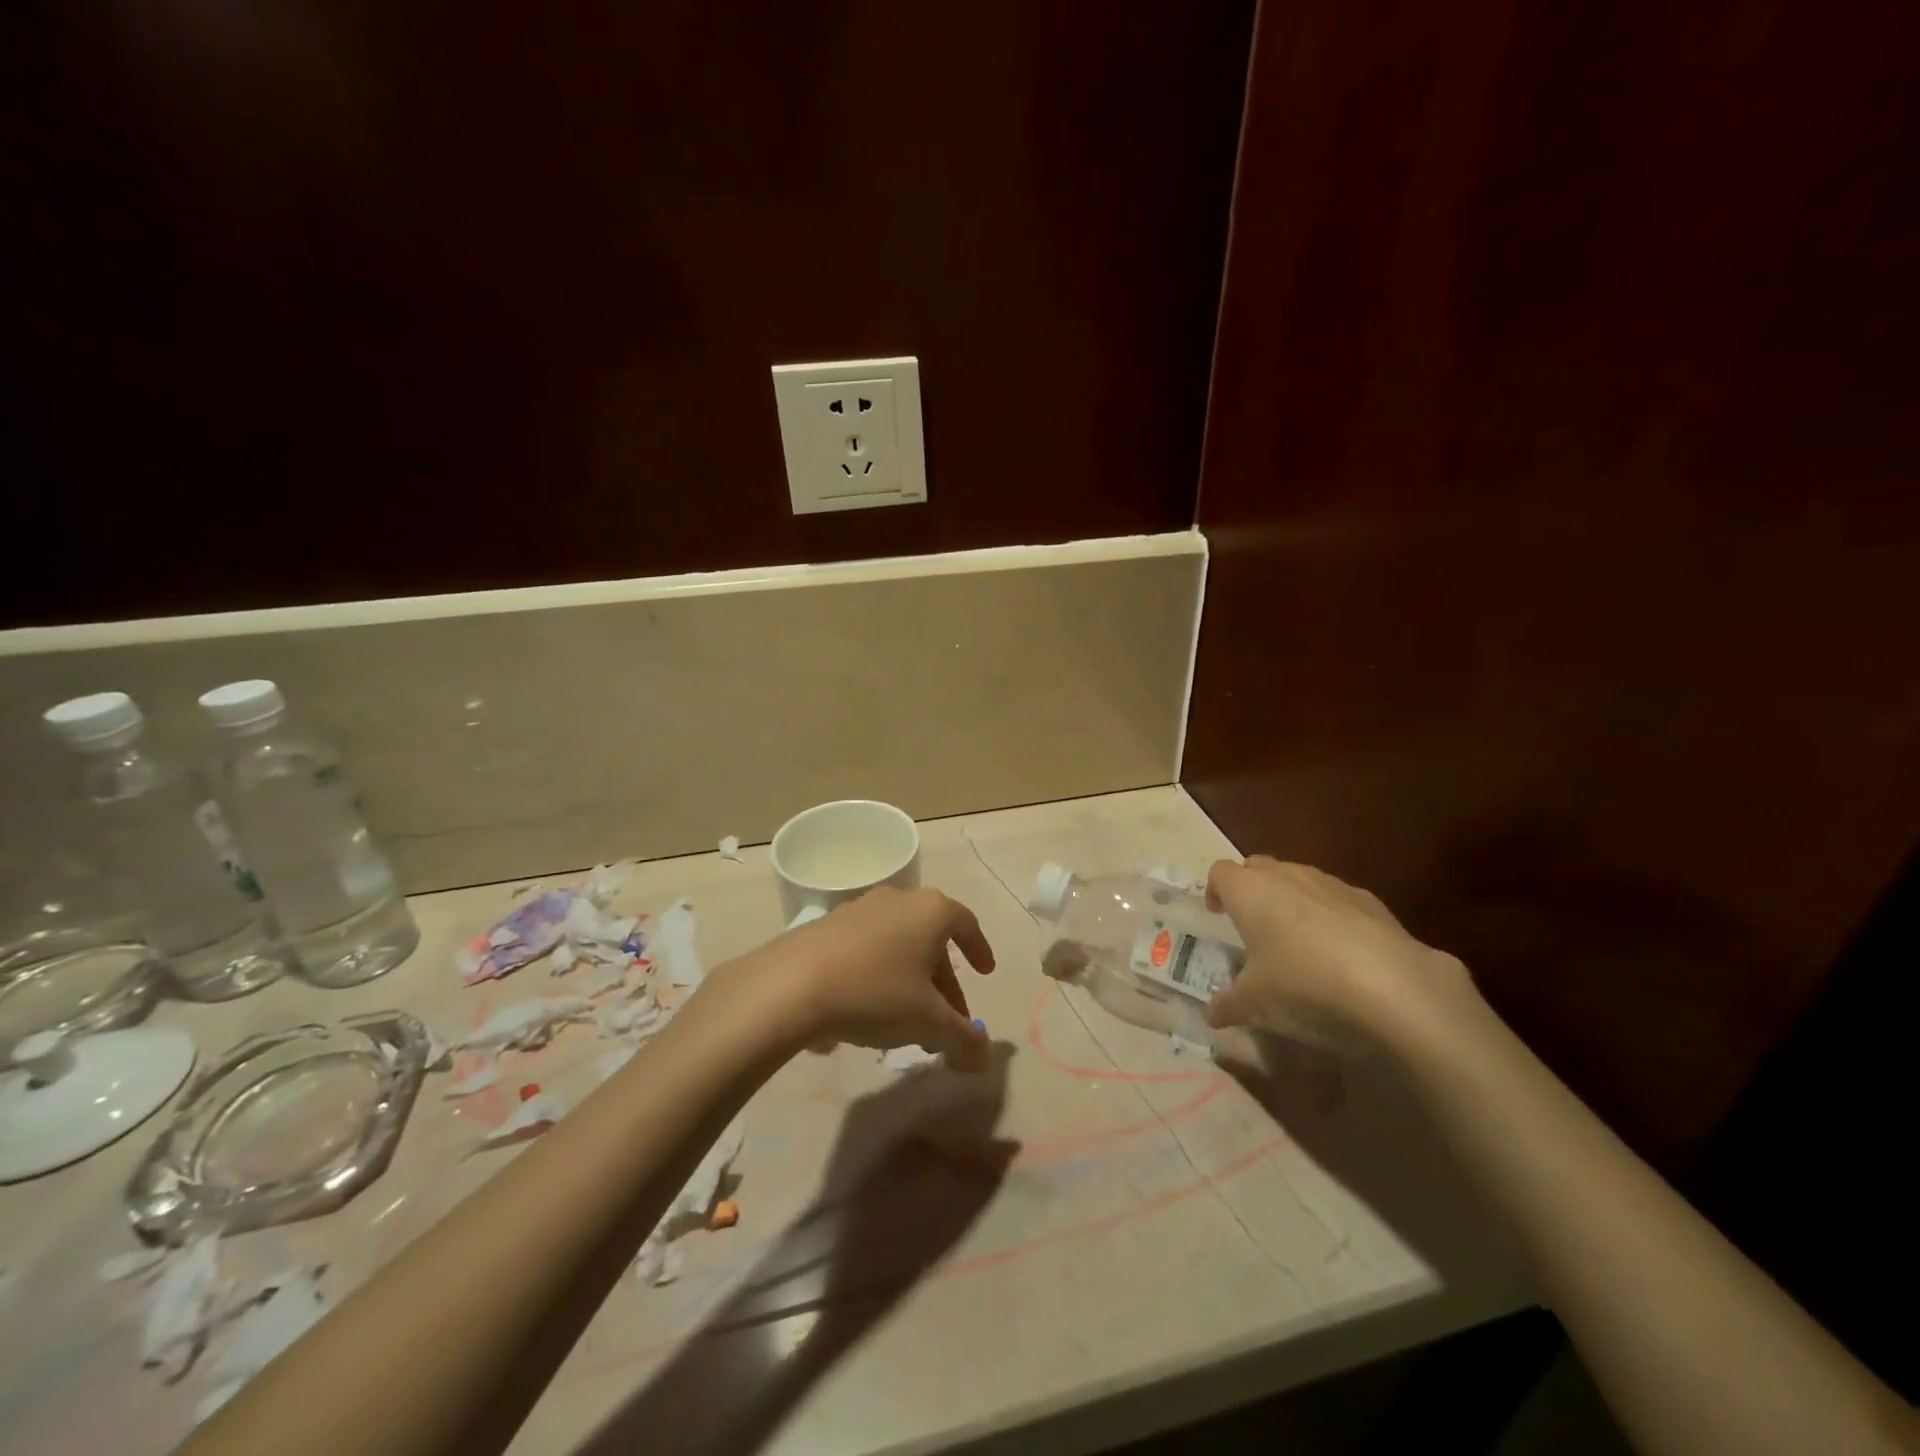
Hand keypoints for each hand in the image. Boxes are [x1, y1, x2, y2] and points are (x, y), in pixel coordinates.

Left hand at [747, 887, 995, 1069]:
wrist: (791, 985)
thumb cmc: (875, 993)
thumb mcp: (928, 1023)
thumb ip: (963, 1039)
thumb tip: (985, 1056)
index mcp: (930, 911)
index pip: (966, 923)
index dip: (979, 949)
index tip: (985, 973)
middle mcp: (897, 899)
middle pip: (931, 938)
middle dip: (944, 980)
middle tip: (948, 1018)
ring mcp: (859, 909)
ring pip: (898, 943)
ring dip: (911, 979)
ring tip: (909, 1020)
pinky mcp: (827, 926)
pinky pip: (867, 949)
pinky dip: (879, 974)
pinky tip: (868, 1009)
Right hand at [1203, 857, 1476, 1042]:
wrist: (1393, 986)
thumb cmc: (1302, 983)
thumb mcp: (1255, 1003)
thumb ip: (1229, 1004)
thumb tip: (1212, 1015)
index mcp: (1248, 890)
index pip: (1220, 873)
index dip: (1216, 891)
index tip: (1218, 916)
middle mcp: (1286, 875)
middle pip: (1259, 867)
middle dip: (1252, 889)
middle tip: (1253, 925)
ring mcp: (1331, 883)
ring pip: (1300, 880)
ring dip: (1292, 900)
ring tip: (1298, 941)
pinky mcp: (1371, 901)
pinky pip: (1338, 900)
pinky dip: (1332, 916)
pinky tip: (1342, 953)